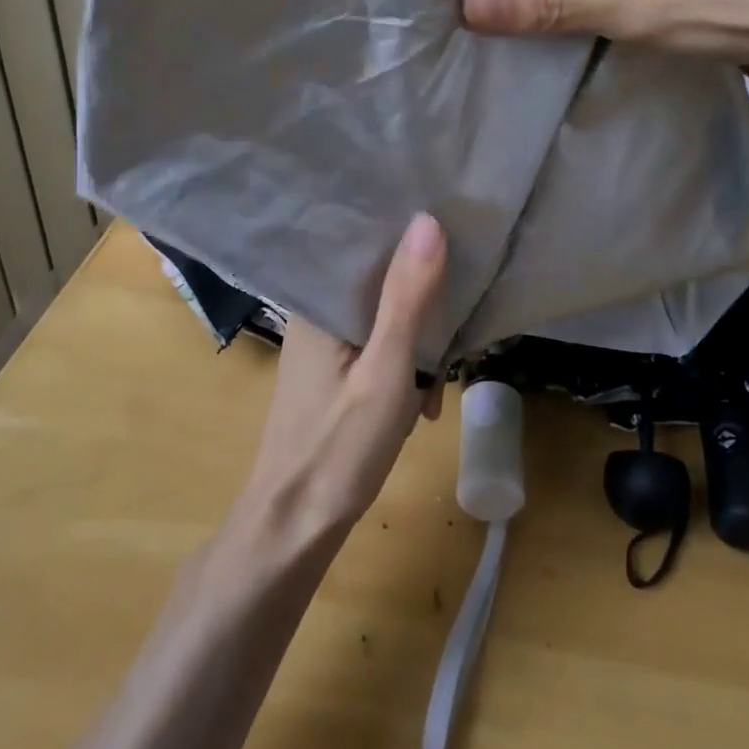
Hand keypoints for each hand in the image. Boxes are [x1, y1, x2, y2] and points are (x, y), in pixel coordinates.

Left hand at [241, 213, 447, 540]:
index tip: (454, 233)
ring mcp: (323, 344)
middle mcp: (316, 312)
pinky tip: (419, 405)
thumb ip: (408, 297)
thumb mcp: (386, 370)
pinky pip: (377, 347)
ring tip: (435, 387)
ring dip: (417, 346)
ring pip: (385, 317)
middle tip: (453, 331)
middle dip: (423, 305)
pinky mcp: (332, 371)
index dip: (410, 236)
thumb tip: (428, 219)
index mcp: (319, 301)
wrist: (293, 530)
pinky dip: (403, 369)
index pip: (367, 243)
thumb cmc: (339, 449)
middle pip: (381, 281)